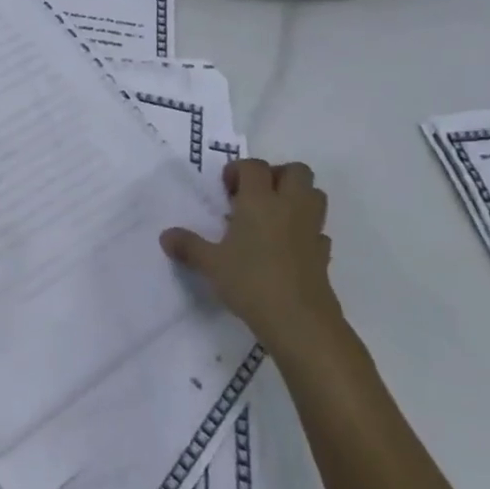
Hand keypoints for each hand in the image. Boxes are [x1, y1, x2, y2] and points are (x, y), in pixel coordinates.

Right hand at [161, 160, 339, 342]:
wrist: (299, 321)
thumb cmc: (250, 282)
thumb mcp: (210, 264)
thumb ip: (188, 246)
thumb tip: (165, 236)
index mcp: (260, 200)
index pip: (254, 167)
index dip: (238, 170)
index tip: (226, 191)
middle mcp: (290, 206)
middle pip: (296, 171)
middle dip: (277, 176)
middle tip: (255, 196)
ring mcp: (311, 229)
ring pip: (315, 194)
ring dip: (297, 197)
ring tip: (272, 218)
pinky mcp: (324, 253)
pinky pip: (318, 230)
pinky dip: (306, 231)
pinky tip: (289, 248)